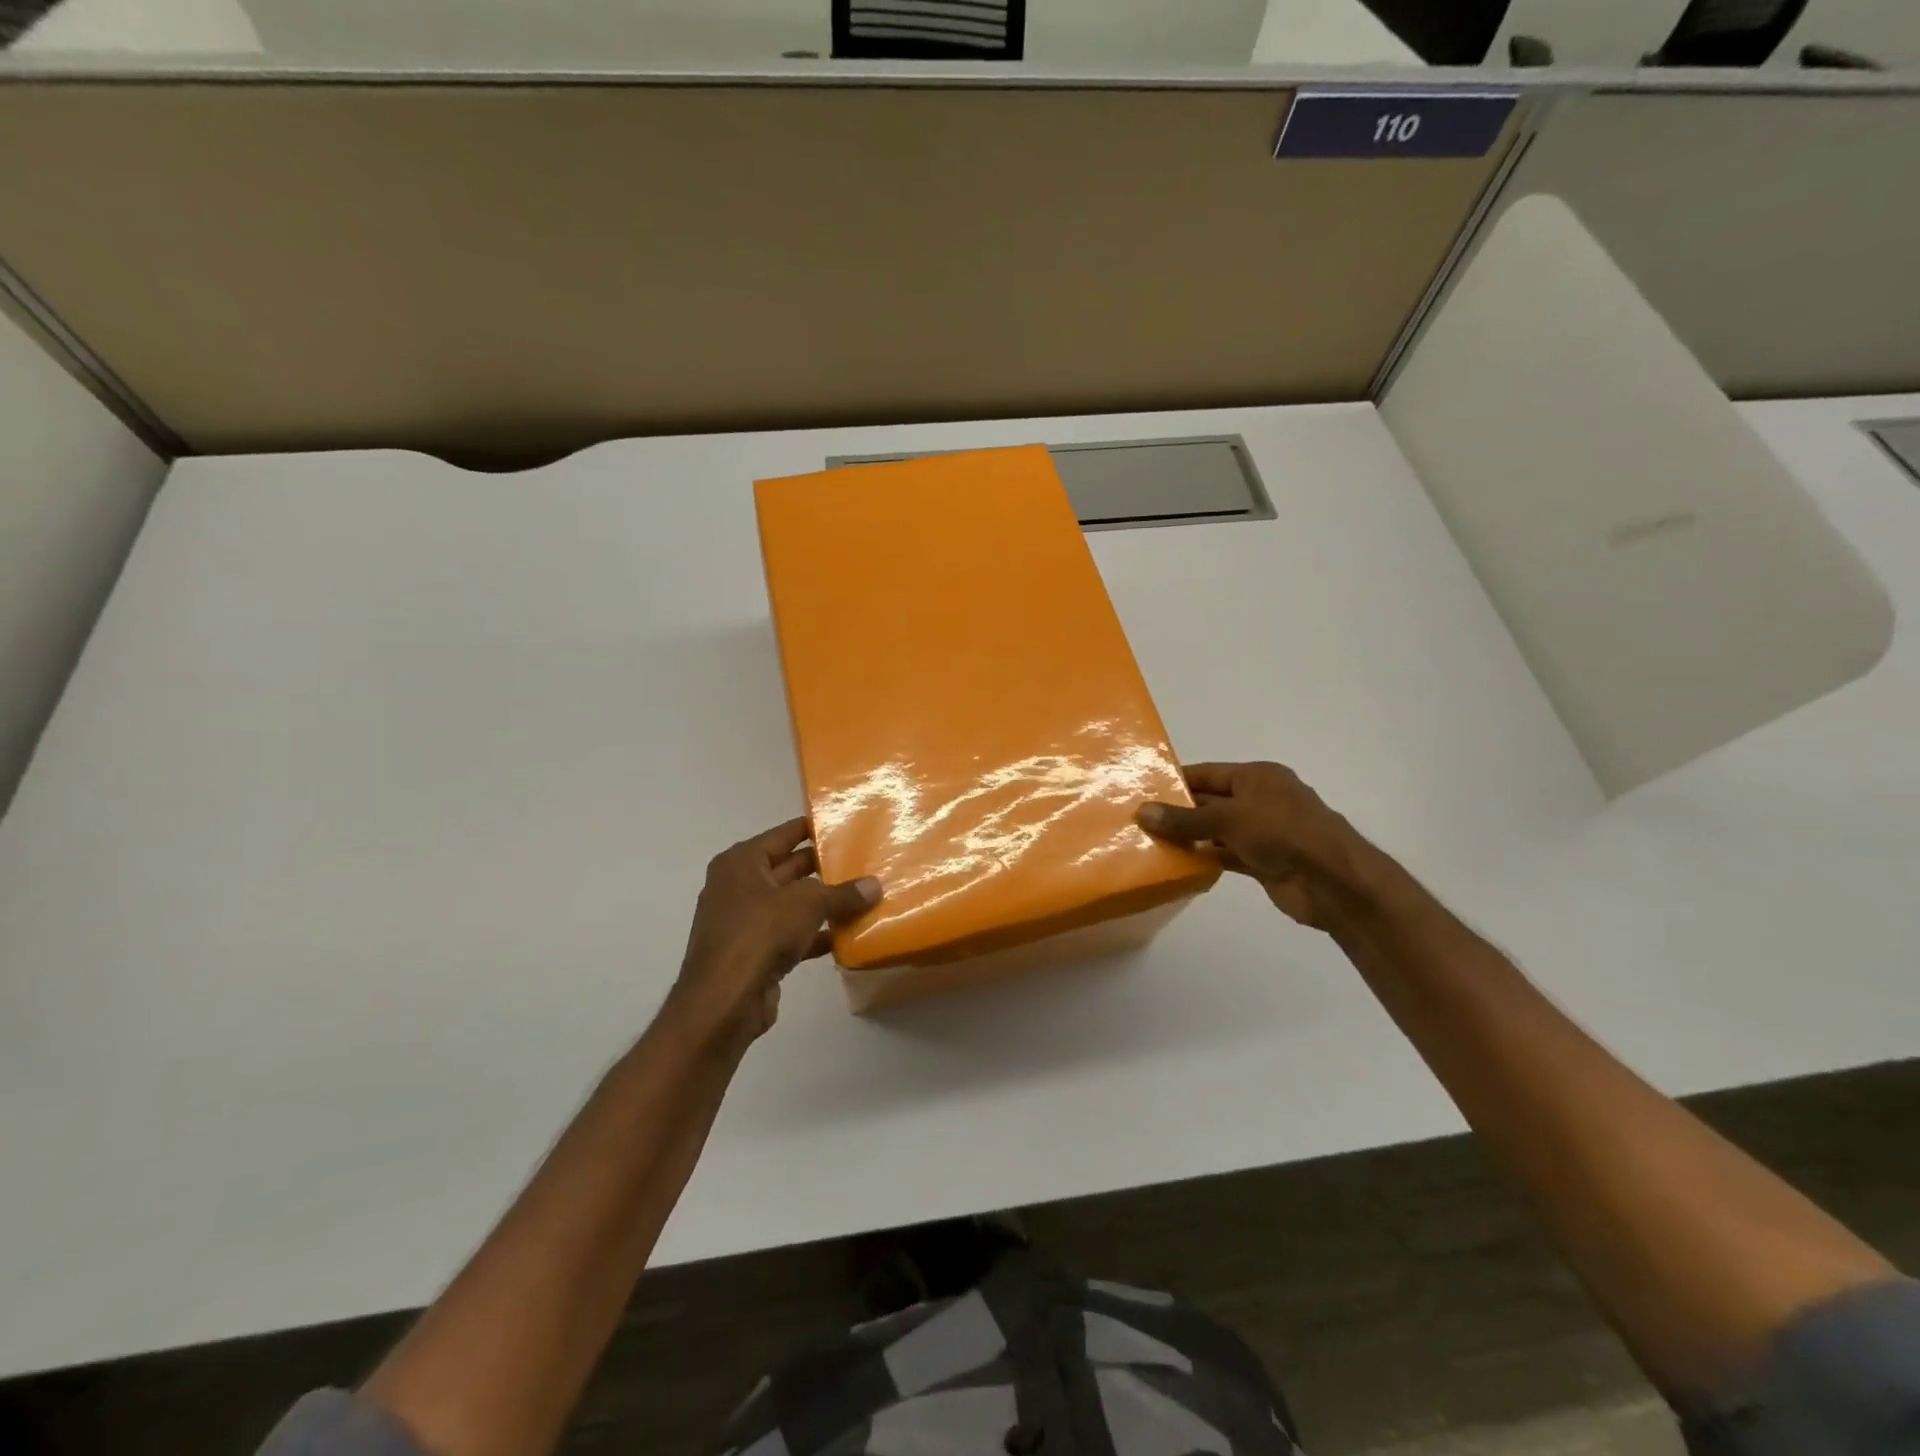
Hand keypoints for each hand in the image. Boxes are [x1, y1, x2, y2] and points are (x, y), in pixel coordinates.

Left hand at [668, 819, 881, 1048]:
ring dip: (824, 905)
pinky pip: (790, 934)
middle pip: (789, 868)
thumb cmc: (759, 934)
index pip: (785, 834)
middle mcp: (739, 886)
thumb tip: (875, 886)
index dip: (815, 829)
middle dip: (825, 869)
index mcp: (742, 862)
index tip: (847, 825)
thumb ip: (843, 894)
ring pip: (792, 904)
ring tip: (864, 898)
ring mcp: (744, 921)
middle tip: (865, 862)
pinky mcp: (753, 952)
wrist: (723, 1002)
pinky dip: (815, 934)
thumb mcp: (808, 905)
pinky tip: (847, 936)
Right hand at [1136, 762, 1397, 931]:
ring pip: (1216, 830)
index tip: (1141, 791)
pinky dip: (1205, 858)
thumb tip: (1142, 812)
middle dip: (1178, 811)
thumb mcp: (1228, 818)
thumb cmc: (1282, 833)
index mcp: (1257, 777)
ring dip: (1189, 837)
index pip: (1207, 774)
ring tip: (1149, 842)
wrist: (1333, 882)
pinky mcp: (1263, 861)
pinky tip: (1176, 864)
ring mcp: (1262, 832)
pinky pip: (1225, 855)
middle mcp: (1259, 800)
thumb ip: (1184, 818)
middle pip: (1210, 801)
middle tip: (1138, 820)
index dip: (1176, 781)